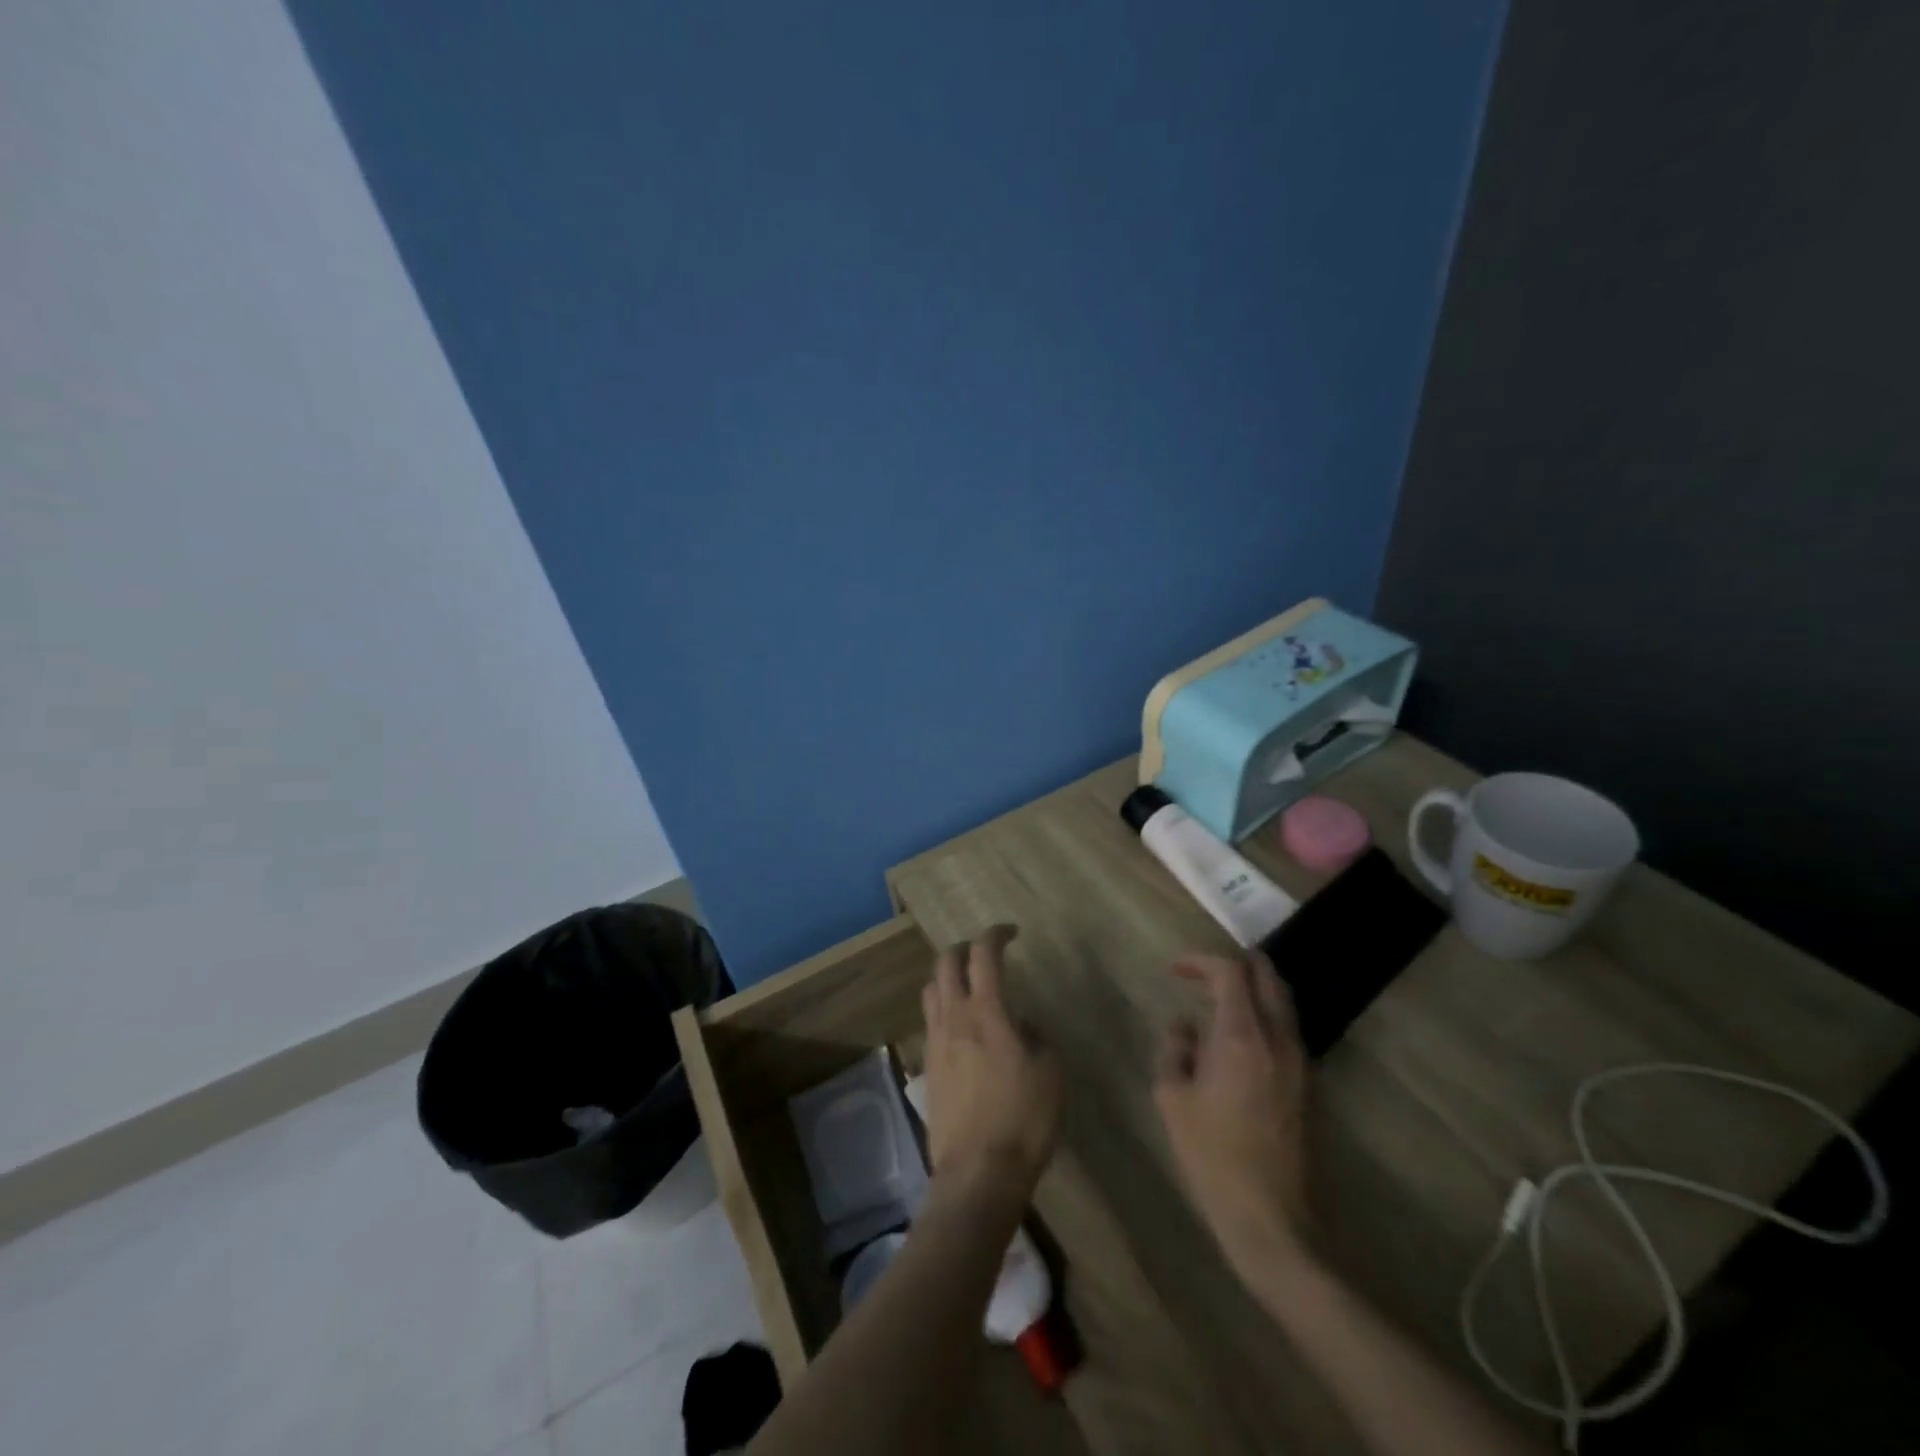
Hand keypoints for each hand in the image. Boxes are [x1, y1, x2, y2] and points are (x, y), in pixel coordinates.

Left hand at [920, 927, 1062, 1196]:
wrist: (978, 1173)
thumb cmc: (1023, 1119)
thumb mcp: (1050, 1073)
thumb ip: (1036, 1036)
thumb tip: (1022, 1023)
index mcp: (987, 1012)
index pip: (984, 955)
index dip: (996, 935)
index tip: (1011, 933)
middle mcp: (954, 1017)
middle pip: (946, 963)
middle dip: (964, 948)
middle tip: (984, 952)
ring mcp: (936, 1042)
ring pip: (932, 990)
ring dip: (948, 976)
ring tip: (967, 985)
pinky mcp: (927, 1068)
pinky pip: (930, 1022)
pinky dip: (943, 1008)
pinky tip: (960, 1027)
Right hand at [1154, 950, 1312, 1273]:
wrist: (1274, 1220)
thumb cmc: (1213, 1157)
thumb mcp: (1173, 1099)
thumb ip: (1176, 1050)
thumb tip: (1184, 1028)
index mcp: (1242, 1036)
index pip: (1230, 971)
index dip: (1201, 961)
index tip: (1176, 970)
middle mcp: (1279, 1039)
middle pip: (1268, 976)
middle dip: (1235, 965)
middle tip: (1202, 975)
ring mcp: (1301, 1062)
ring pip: (1282, 1002)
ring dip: (1252, 991)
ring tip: (1217, 1002)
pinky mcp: (1309, 1085)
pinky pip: (1287, 1030)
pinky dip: (1263, 1017)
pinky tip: (1238, 1040)